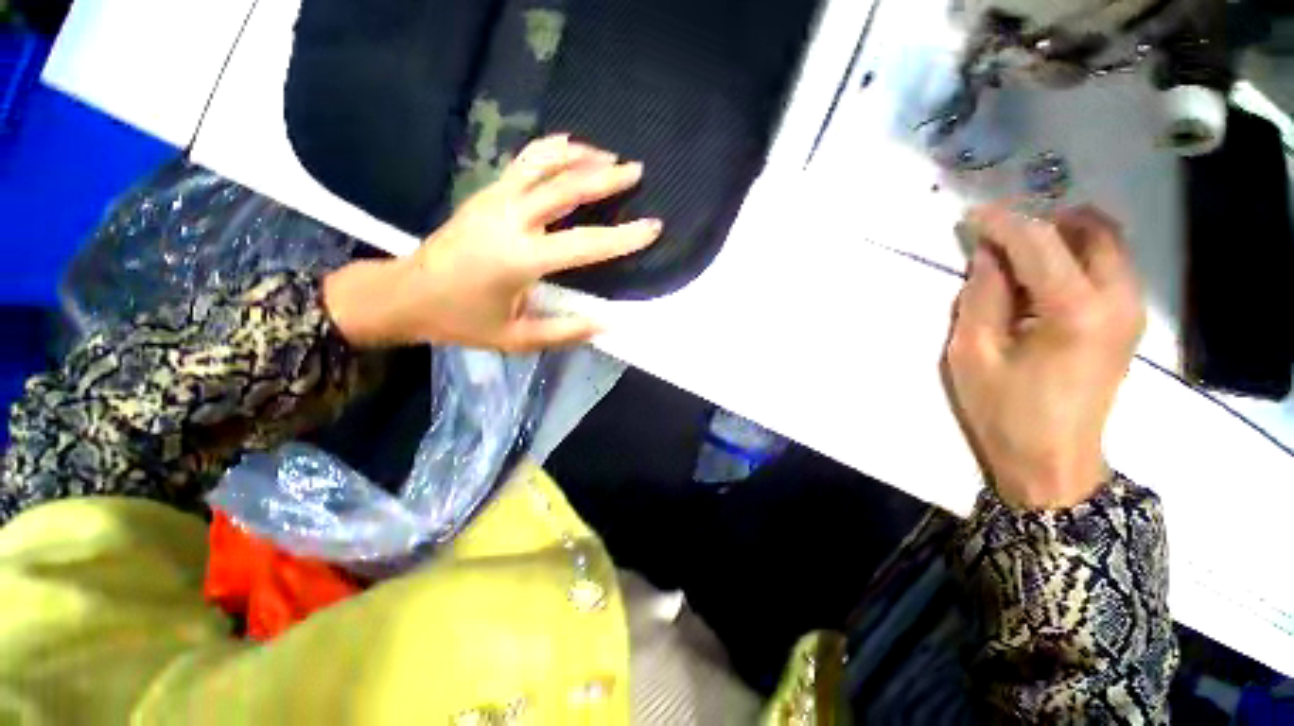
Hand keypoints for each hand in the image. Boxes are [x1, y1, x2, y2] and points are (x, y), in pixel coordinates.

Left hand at [324, 134, 661, 350]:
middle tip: (636, 172)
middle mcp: (510, 220)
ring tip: (608, 155)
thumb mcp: (517, 338)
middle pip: (566, 187)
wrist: (406, 294)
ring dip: (579, 155)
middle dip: (605, 177)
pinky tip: (567, 146)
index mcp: (520, 259)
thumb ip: (564, 332)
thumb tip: (606, 324)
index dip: (623, 237)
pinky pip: (523, 162)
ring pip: (543, 164)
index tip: (652, 227)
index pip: (585, 244)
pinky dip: (550, 150)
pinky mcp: (486, 194)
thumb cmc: (462, 320)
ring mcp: (495, 200)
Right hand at [943, 204, 1144, 509]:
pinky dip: (1077, 256)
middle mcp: (1118, 300)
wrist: (1052, 460)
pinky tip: (1042, 276)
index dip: (1003, 223)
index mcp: (1075, 310)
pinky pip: (1110, 267)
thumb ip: (981, 296)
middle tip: (1000, 234)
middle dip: (1044, 220)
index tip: (972, 216)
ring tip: (1018, 252)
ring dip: (1063, 235)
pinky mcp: (1128, 322)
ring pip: (1107, 244)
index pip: (1040, 242)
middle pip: (1092, 230)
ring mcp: (1131, 311)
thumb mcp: (972, 353)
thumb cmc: (1004, 411)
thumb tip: (987, 256)